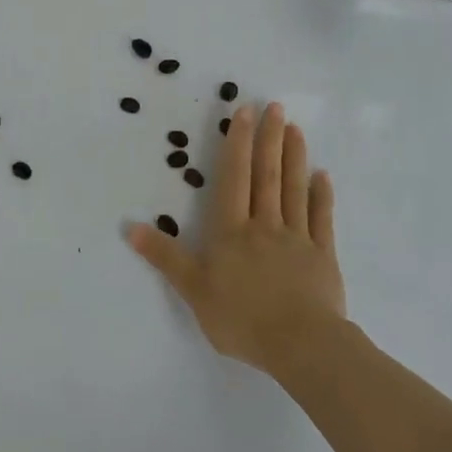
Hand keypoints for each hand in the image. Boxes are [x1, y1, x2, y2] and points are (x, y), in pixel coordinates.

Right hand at [126, 102, 345, 375]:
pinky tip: (322, 176)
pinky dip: (321, 196)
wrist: (301, 344)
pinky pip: (321, 219)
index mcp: (231, 231)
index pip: (234, 178)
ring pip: (294, 189)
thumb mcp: (193, 290)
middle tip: (275, 106)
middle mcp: (264, 225)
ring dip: (294, 157)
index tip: (244, 113)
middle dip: (268, 139)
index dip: (237, 144)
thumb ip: (165, 257)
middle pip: (266, 175)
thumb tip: (129, 227)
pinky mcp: (322, 256)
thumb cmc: (241, 318)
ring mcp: (297, 238)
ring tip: (295, 129)